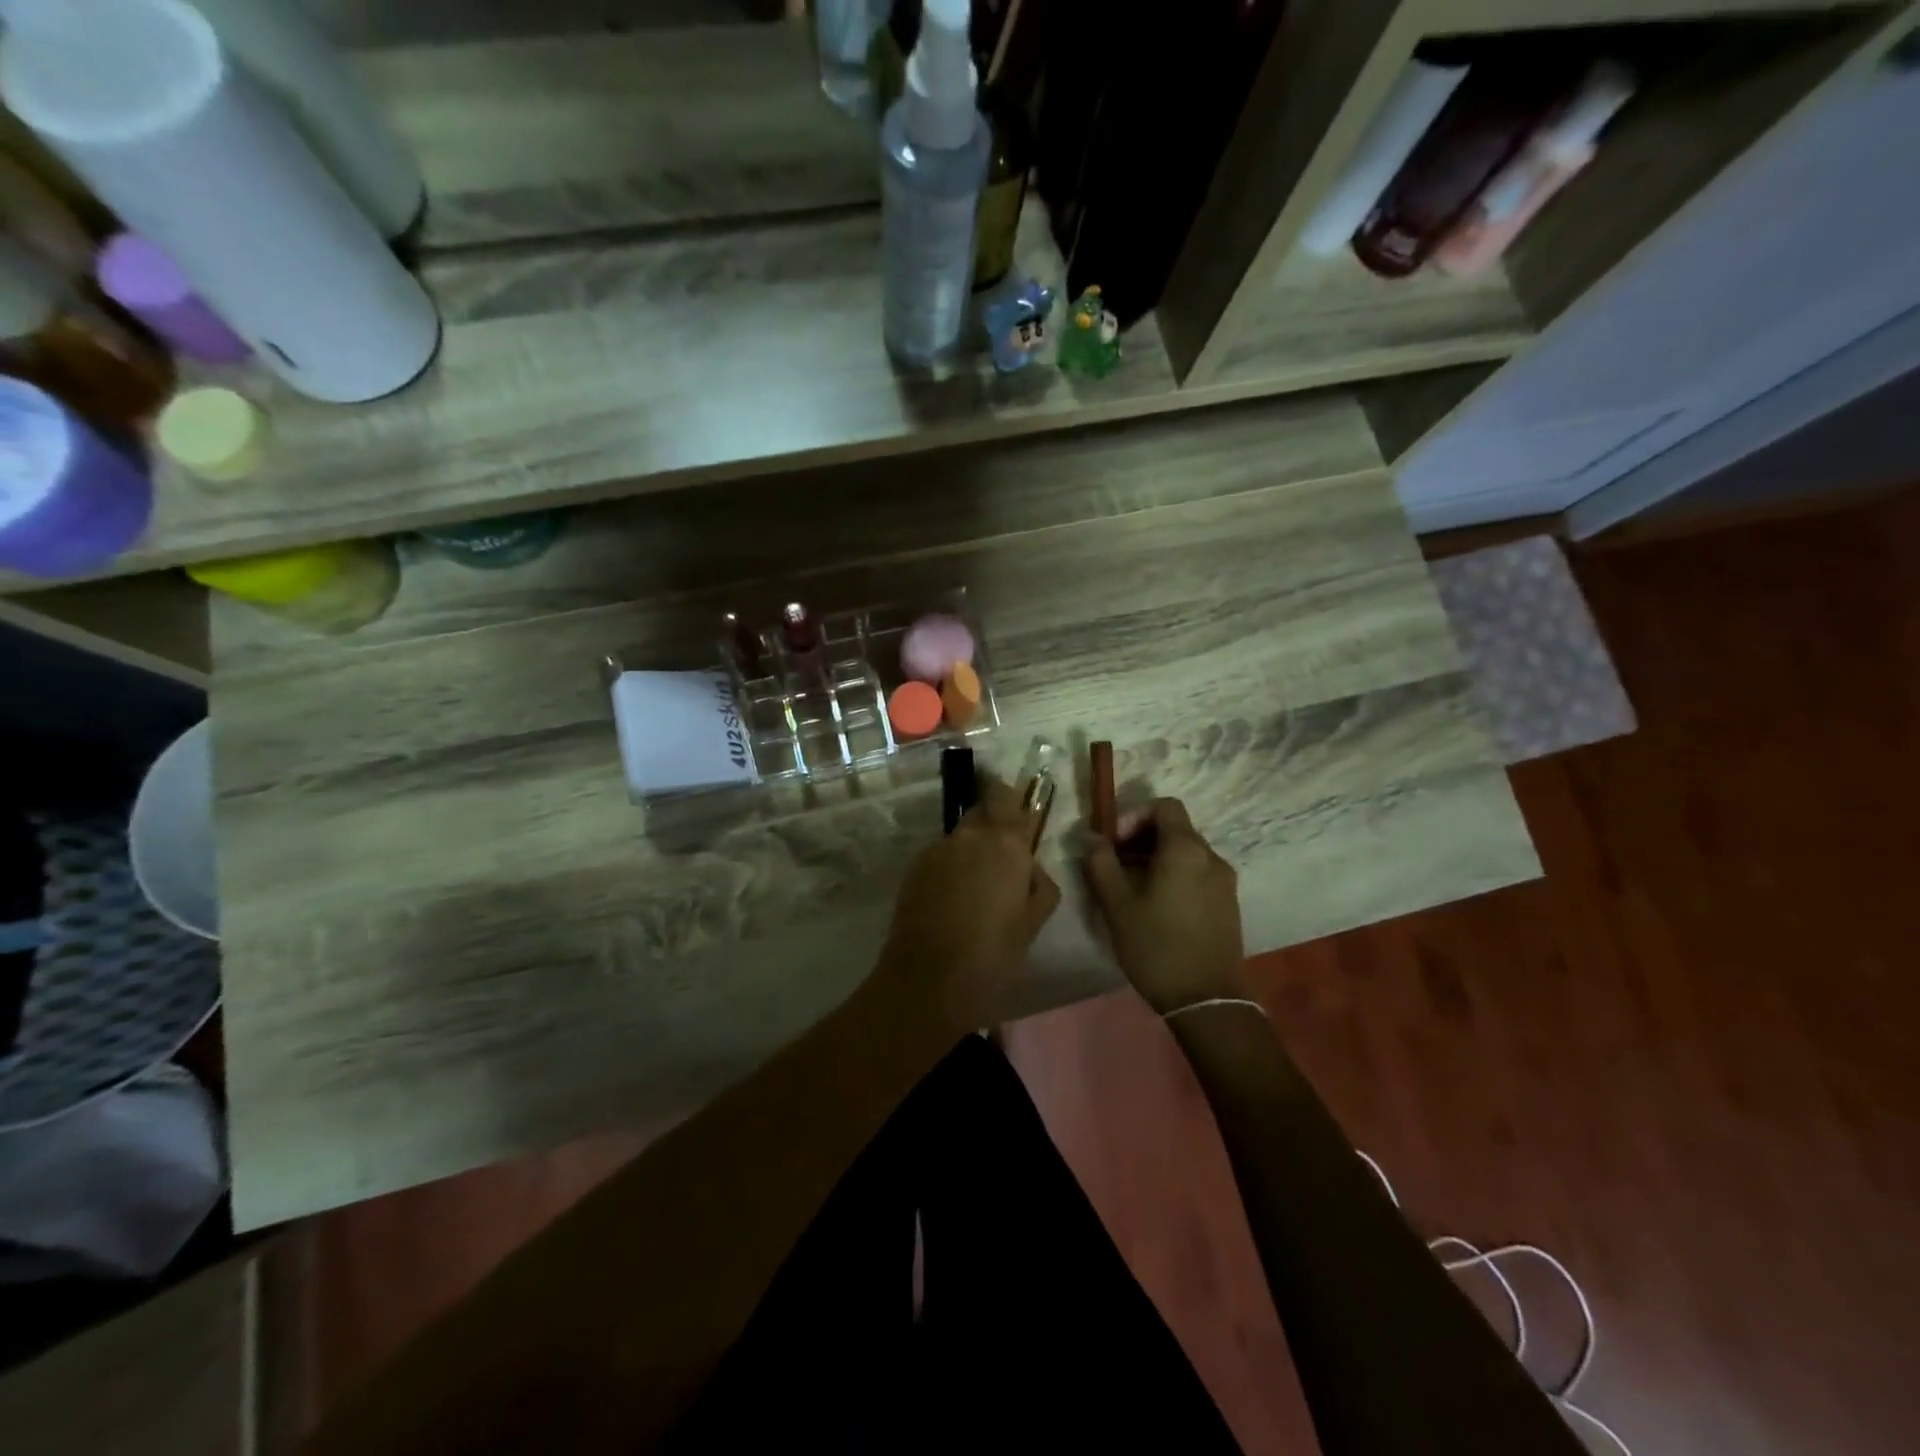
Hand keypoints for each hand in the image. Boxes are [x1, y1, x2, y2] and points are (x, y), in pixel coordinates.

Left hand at [874, 773, 1060, 1034]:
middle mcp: (969, 835)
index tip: (1020, 817)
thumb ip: (1040, 884)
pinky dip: (949, 868)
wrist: (929, 979)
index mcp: (1005, 843)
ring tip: (975, 888)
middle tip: (1002, 858)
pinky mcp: (914, 868)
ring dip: (970, 849)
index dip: (1013, 800)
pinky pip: (940, 856)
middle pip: (982, 810)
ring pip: (960, 836)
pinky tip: (952, 901)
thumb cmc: (994, 952)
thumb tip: (1029, 868)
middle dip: (993, 824)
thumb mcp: (1035, 921)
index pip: (1007, 796)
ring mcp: (937, 850)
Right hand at [1083, 798, 1247, 1015]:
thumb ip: (1101, 863)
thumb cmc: (1157, 947)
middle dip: (1142, 839)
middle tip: (1115, 866)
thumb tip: (1091, 837)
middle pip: (1175, 828)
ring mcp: (1224, 881)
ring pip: (1186, 852)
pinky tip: (1156, 907)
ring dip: (1157, 858)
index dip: (1135, 815)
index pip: (1164, 806)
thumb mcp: (1117, 905)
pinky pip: (1198, 873)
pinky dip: (1175, 876)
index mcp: (1185, 850)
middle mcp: (1211, 857)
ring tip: (1131, 889)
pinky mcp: (1228, 903)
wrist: (1207, 1000)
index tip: (1115, 843)